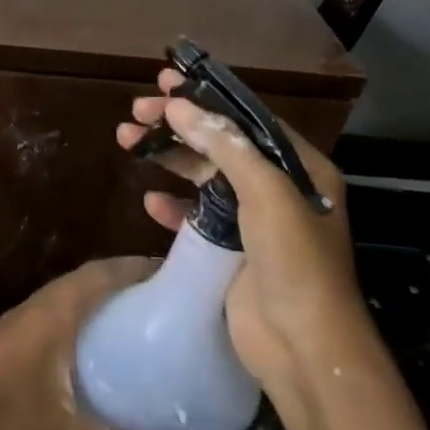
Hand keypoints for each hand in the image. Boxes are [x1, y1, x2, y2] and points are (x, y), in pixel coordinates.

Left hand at [0, 257, 178, 429]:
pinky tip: (104, 352)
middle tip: (173, 300)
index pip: (106, 271)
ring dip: (108, 298)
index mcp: (56, 310)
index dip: (143, 265)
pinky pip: (62, 313)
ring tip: (148, 321)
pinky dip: (88, 317)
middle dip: (131, 280)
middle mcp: (42, 304)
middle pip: (93, 277)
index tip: (182, 272)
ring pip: (75, 295)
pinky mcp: (14, 339)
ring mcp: (24, 320)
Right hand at [117, 69, 362, 394]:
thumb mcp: (267, 193)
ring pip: (203, 176)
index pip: (247, 118)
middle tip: (137, 111)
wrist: (302, 347)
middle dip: (179, 125)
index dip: (207, 98)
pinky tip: (149, 199)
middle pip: (220, 143)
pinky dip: (173, 205)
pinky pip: (195, 217)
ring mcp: (252, 221)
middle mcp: (277, 188)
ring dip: (168, 158)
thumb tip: (180, 106)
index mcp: (299, 168)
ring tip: (126, 140)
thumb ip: (225, 145)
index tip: (167, 82)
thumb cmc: (294, 261)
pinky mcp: (230, 250)